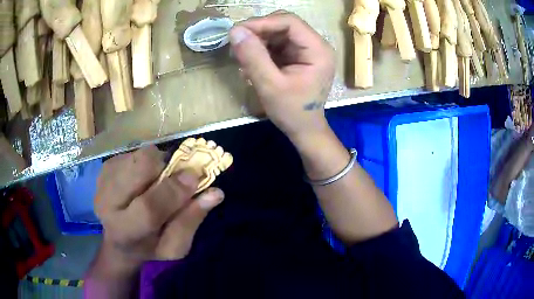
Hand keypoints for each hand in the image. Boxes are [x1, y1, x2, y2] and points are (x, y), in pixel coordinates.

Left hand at [94, 146, 223, 265]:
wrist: (119, 241)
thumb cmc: (150, 247)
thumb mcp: (175, 246)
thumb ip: (191, 220)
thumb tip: (215, 192)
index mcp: (125, 231)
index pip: (149, 208)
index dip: (174, 190)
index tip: (196, 177)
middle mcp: (108, 203)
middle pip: (138, 169)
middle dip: (164, 166)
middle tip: (175, 175)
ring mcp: (103, 183)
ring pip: (137, 156)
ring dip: (155, 164)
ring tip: (156, 180)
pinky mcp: (103, 170)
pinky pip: (131, 153)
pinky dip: (144, 162)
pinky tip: (142, 179)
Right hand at [229, 11, 334, 141]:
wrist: (304, 129)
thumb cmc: (292, 111)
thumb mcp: (270, 85)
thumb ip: (253, 57)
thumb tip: (235, 31)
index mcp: (318, 50)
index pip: (289, 22)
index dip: (262, 22)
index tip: (237, 32)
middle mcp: (315, 45)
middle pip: (283, 25)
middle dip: (258, 32)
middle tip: (237, 45)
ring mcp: (307, 50)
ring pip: (277, 33)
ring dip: (257, 42)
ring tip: (242, 58)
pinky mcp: (298, 56)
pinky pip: (276, 44)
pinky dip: (261, 50)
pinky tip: (251, 64)